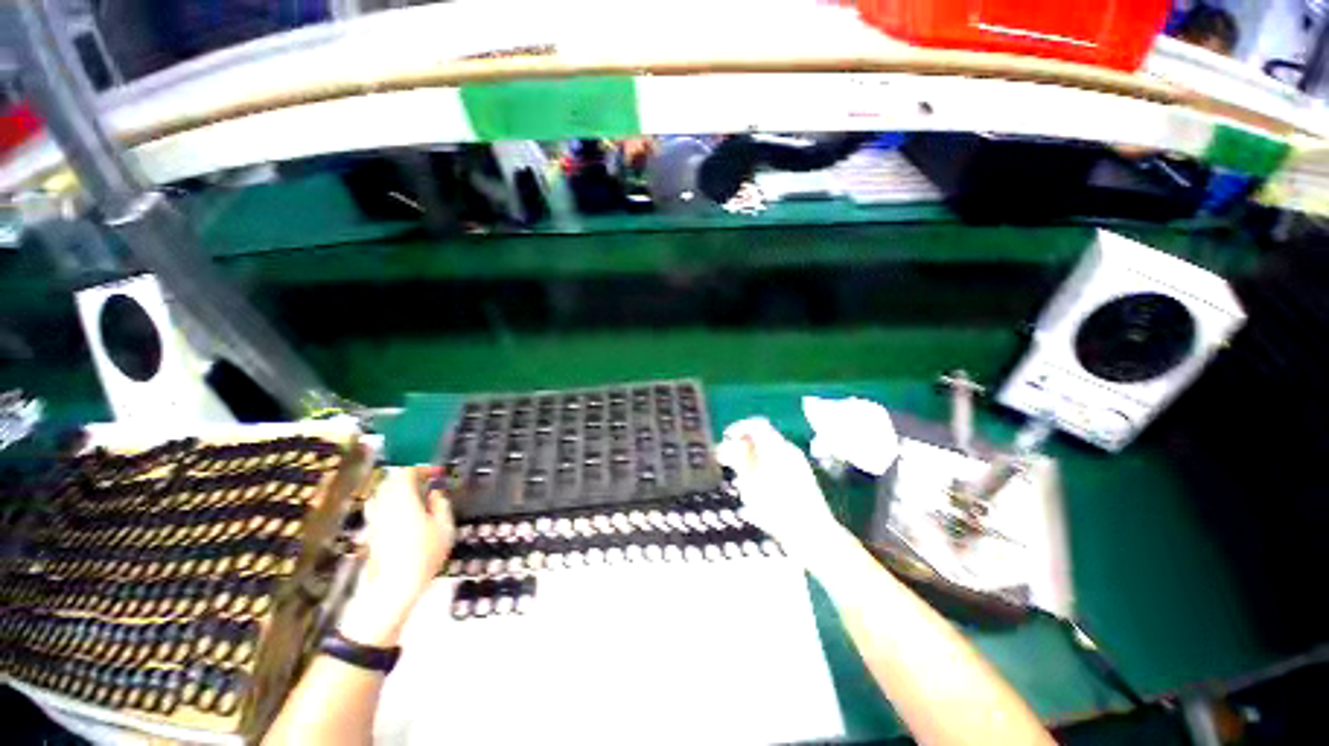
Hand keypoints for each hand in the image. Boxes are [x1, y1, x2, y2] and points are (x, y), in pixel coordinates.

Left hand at [339, 466, 454, 645]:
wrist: (394, 587)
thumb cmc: (425, 554)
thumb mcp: (445, 526)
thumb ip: (441, 504)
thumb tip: (435, 493)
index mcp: (403, 499)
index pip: (407, 472)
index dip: (422, 468)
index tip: (436, 473)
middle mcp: (384, 505)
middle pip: (390, 481)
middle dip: (408, 478)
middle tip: (426, 483)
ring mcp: (374, 520)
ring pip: (381, 495)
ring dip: (395, 490)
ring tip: (412, 496)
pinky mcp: (370, 534)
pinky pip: (377, 509)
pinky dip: (388, 505)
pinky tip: (399, 515)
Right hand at [716, 418, 845, 555]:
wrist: (812, 533)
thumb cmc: (777, 509)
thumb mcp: (751, 484)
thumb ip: (741, 459)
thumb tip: (734, 443)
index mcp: (777, 447)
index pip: (757, 424)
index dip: (739, 428)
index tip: (727, 439)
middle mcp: (789, 450)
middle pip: (763, 437)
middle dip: (744, 445)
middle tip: (728, 459)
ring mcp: (798, 463)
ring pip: (770, 450)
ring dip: (753, 457)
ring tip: (740, 474)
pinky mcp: (802, 477)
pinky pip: (779, 462)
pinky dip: (764, 466)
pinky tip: (758, 485)